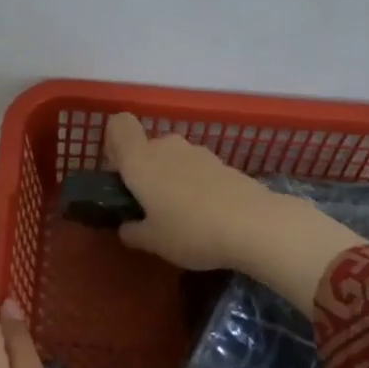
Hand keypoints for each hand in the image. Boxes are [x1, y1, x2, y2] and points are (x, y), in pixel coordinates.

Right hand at [104, 112, 359, 314]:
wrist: (254, 225)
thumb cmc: (191, 231)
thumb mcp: (153, 242)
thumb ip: (133, 232)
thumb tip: (127, 227)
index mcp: (140, 161)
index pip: (119, 125)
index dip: (113, 144)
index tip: (119, 174)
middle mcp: (167, 147)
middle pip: (147, 147)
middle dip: (144, 171)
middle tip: (149, 207)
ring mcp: (198, 153)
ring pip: (173, 159)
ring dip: (171, 179)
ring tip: (180, 216)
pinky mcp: (223, 164)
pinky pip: (196, 169)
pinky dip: (195, 185)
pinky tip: (205, 214)